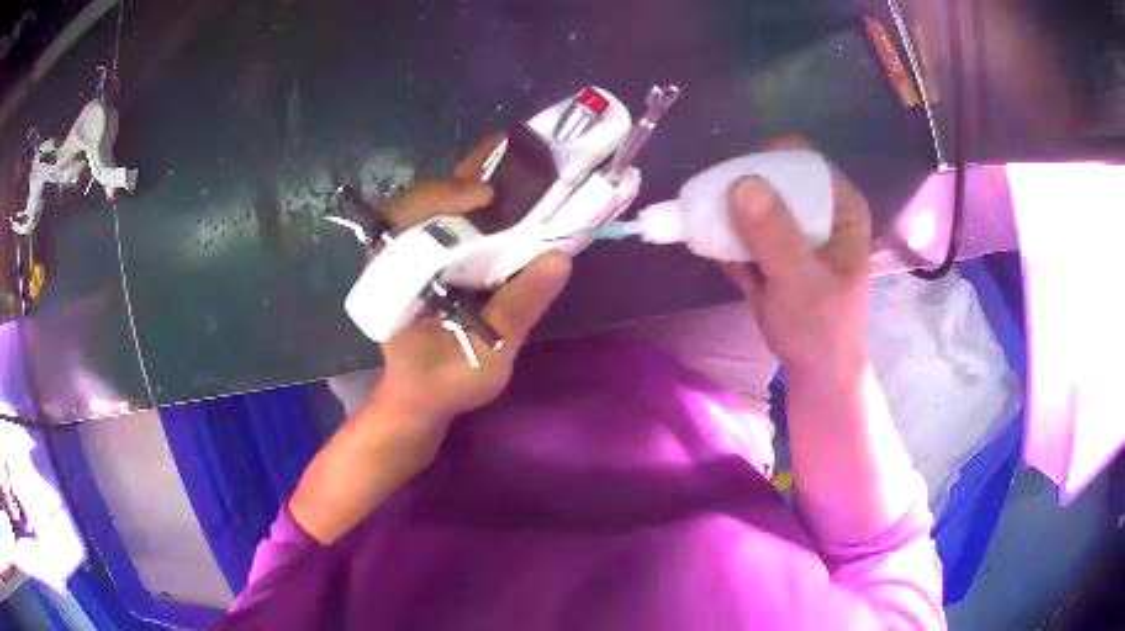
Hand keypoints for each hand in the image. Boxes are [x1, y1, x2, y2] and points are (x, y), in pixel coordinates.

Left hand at [369, 139, 571, 439]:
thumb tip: (559, 259)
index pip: (406, 214)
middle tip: (518, 163)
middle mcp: (399, 252)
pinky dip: (481, 199)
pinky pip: (453, 216)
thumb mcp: (483, 357)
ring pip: (440, 200)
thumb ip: (515, 310)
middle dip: (469, 174)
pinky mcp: (431, 257)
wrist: (420, 398)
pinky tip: (514, 193)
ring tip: (524, 166)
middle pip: (425, 195)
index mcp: (395, 273)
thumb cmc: (443, 381)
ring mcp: (414, 252)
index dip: (444, 195)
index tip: (487, 195)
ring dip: (479, 179)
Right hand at [720, 141, 870, 380]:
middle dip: (737, 192)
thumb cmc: (821, 331)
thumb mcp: (801, 284)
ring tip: (714, 240)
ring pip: (753, 201)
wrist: (816, 374)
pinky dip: (727, 240)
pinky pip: (744, 228)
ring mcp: (796, 227)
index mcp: (841, 206)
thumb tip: (740, 183)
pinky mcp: (775, 246)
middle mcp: (819, 207)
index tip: (729, 184)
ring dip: (727, 216)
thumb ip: (776, 237)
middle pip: (771, 176)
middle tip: (710, 212)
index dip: (763, 162)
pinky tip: (730, 267)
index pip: (799, 159)